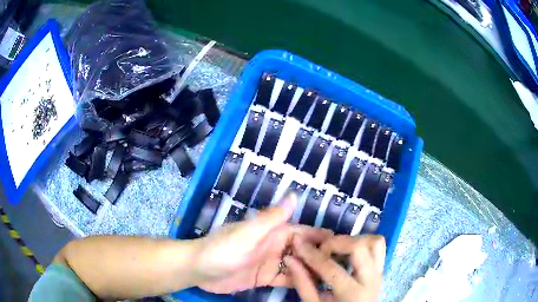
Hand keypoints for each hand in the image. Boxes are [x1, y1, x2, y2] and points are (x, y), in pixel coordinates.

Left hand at [191, 194, 333, 293]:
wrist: (199, 270)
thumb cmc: (223, 250)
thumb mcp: (248, 234)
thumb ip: (271, 218)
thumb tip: (295, 195)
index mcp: (272, 233)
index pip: (303, 232)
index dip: (320, 237)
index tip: (341, 244)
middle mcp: (274, 247)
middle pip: (303, 251)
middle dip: (320, 256)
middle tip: (341, 266)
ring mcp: (270, 263)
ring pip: (297, 266)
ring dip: (311, 270)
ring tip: (332, 278)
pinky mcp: (264, 278)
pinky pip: (286, 279)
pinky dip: (298, 281)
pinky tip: (311, 287)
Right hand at [284, 235, 385, 301]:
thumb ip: (303, 283)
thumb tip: (290, 259)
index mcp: (352, 294)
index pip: (331, 268)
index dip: (311, 254)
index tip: (298, 243)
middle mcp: (371, 280)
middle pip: (359, 247)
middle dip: (335, 243)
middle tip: (321, 250)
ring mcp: (380, 272)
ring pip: (375, 241)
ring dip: (354, 240)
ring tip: (337, 250)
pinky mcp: (382, 268)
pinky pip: (379, 246)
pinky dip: (364, 242)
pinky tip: (349, 252)